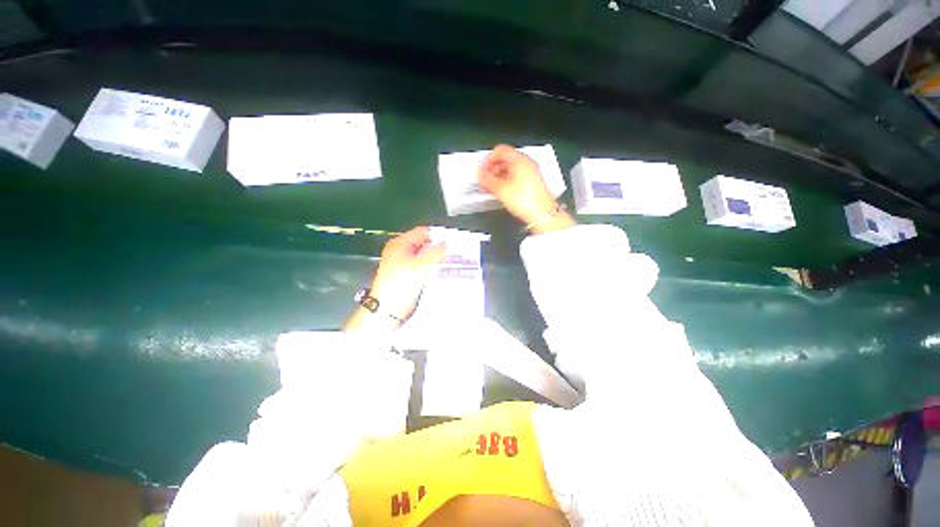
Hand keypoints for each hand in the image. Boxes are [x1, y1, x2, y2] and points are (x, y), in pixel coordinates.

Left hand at [345, 227, 445, 330]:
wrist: (388, 309)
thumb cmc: (399, 285)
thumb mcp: (421, 266)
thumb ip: (436, 252)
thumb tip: (446, 244)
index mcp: (400, 244)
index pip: (422, 232)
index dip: (437, 235)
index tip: (451, 240)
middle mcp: (400, 252)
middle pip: (424, 244)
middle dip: (438, 248)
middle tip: (452, 252)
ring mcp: (403, 264)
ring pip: (424, 256)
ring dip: (435, 259)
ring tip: (449, 262)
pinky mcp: (407, 275)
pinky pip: (422, 267)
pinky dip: (431, 268)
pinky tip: (441, 272)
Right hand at [477, 145, 574, 233]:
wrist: (542, 214)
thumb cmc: (525, 200)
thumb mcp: (500, 189)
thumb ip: (486, 179)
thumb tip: (478, 172)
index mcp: (519, 159)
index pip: (500, 150)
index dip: (488, 159)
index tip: (482, 169)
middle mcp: (526, 163)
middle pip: (505, 159)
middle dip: (492, 169)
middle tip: (484, 180)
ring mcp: (530, 172)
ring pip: (510, 169)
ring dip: (498, 176)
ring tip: (490, 188)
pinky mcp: (532, 183)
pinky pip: (516, 177)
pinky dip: (506, 181)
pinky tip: (501, 191)